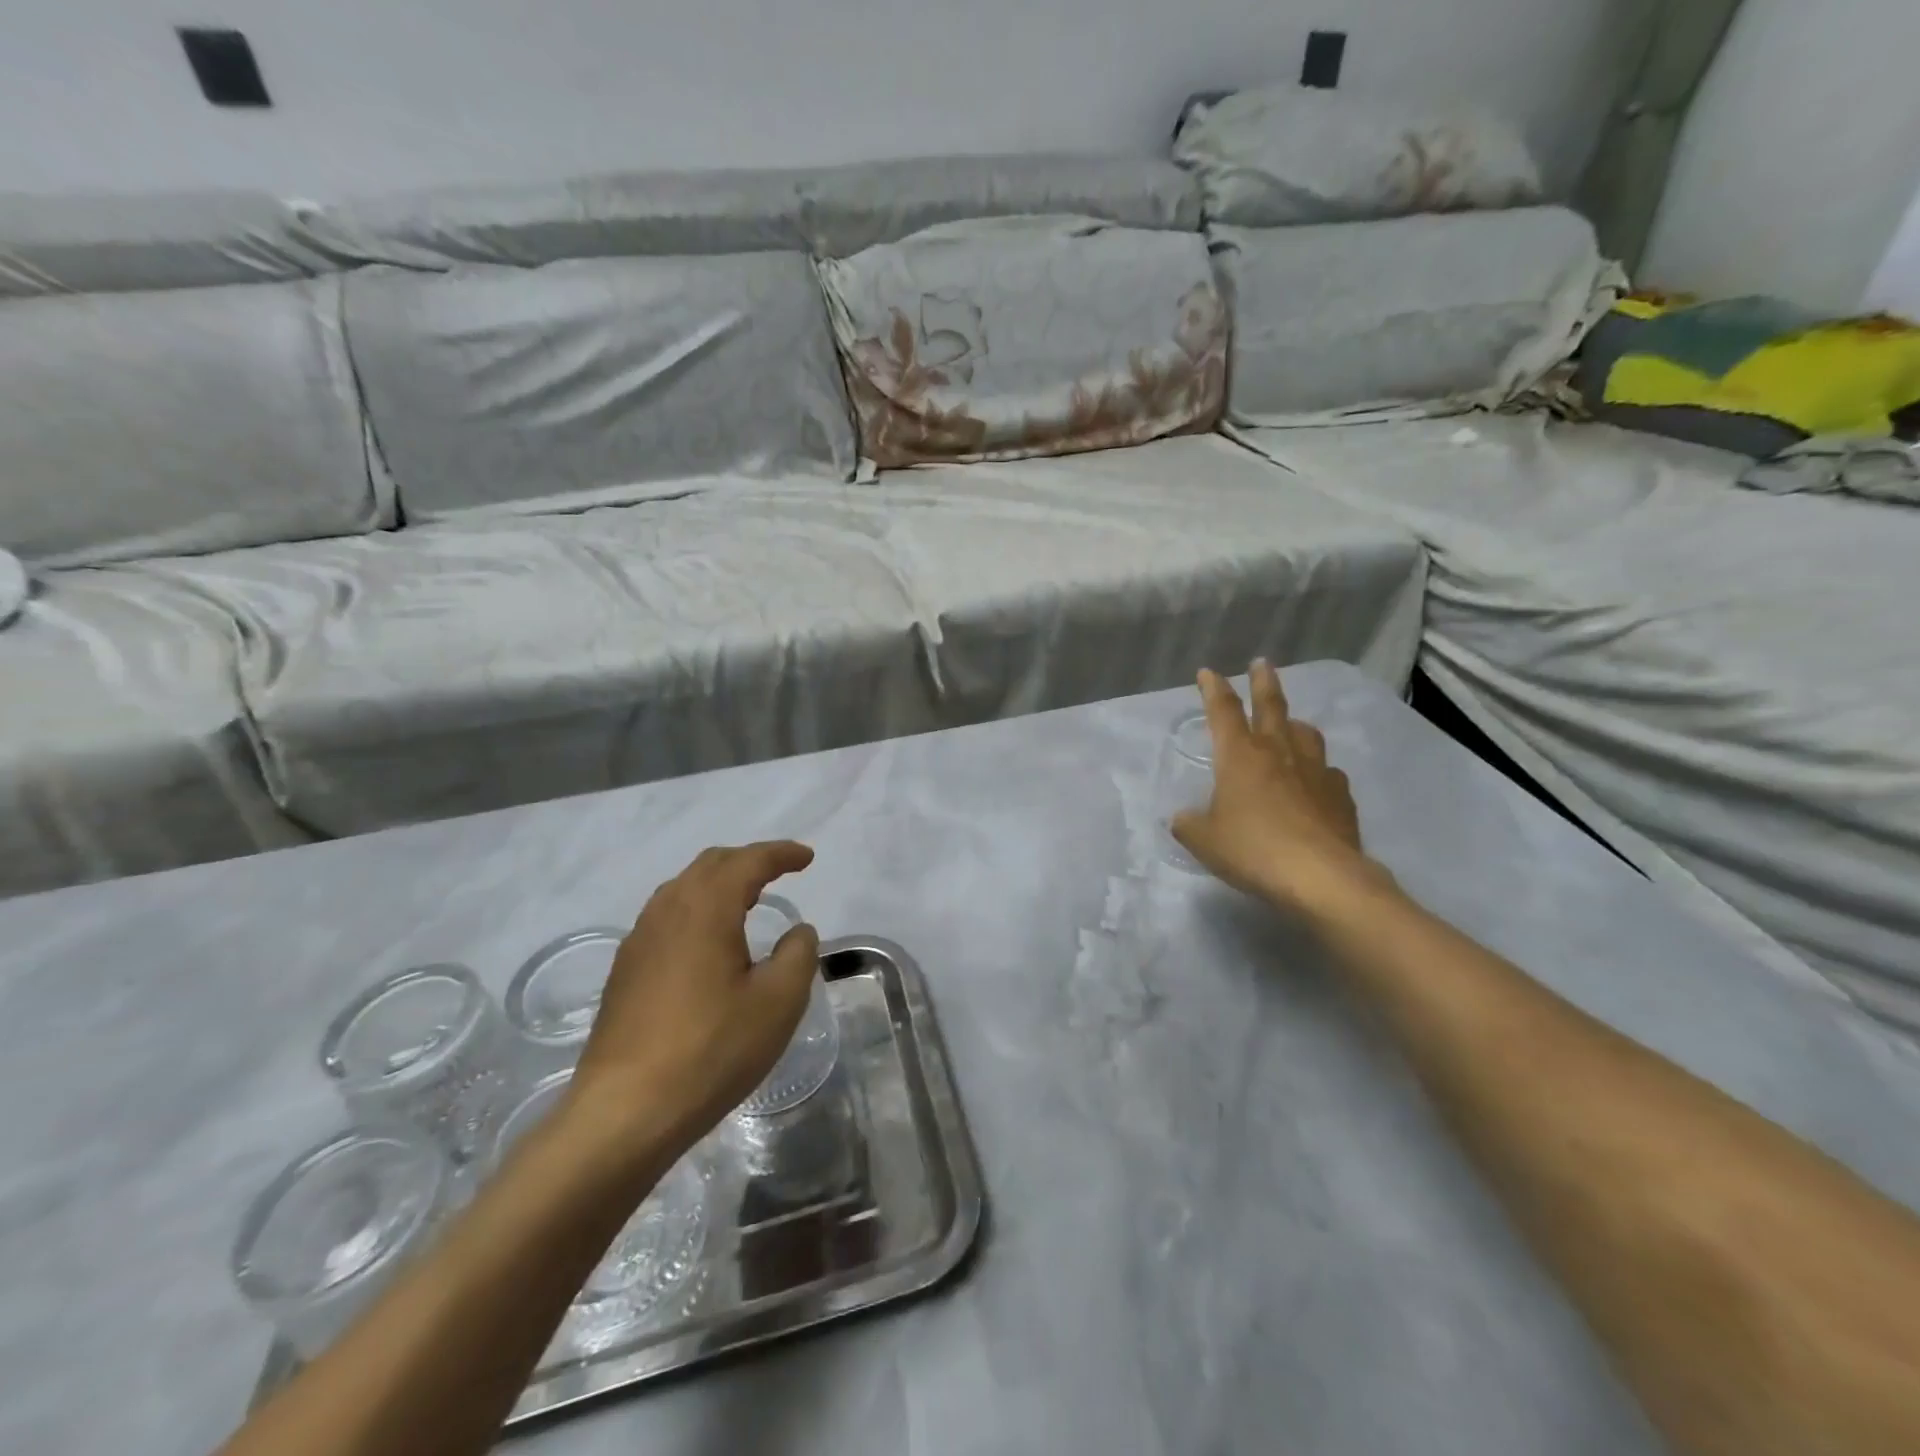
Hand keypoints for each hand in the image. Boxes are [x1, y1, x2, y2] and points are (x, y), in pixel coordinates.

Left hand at [568, 842, 820, 1163]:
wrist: (625, 1112)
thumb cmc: (712, 1050)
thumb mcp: (778, 1002)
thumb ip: (798, 955)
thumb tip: (797, 931)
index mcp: (706, 908)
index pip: (748, 862)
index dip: (781, 854)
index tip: (807, 858)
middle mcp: (667, 911)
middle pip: (710, 865)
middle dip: (748, 860)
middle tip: (780, 871)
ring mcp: (639, 941)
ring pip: (682, 889)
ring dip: (718, 883)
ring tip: (746, 900)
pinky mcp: (624, 971)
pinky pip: (666, 917)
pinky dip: (696, 909)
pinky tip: (707, 942)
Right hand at [1171, 662, 1389, 915]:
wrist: (1321, 877)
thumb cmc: (1253, 850)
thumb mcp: (1204, 841)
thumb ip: (1189, 824)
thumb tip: (1183, 818)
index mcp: (1239, 756)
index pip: (1222, 711)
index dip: (1213, 688)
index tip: (1208, 672)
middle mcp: (1278, 752)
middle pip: (1271, 706)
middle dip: (1263, 682)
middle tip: (1262, 663)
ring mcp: (1315, 771)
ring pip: (1305, 733)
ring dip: (1294, 723)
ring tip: (1291, 724)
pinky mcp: (1340, 795)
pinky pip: (1327, 772)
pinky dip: (1317, 770)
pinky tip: (1315, 782)